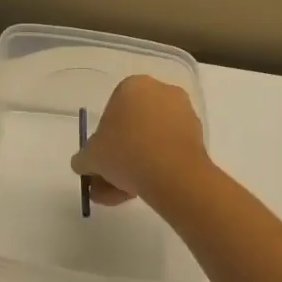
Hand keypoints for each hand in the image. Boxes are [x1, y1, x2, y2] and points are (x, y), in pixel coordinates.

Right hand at [71, 75, 210, 207]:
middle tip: (110, 182)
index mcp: (133, 86)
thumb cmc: (125, 153)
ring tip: (125, 195)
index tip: (101, 161)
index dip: (103, 140)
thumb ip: (83, 158)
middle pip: (133, 127)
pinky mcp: (198, 135)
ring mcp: (183, 112)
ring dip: (137, 165)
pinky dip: (158, 166)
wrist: (172, 174)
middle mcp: (161, 91)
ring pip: (151, 140)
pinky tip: (146, 190)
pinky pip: (169, 149)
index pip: (111, 111)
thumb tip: (84, 164)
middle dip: (120, 156)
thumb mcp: (91, 157)